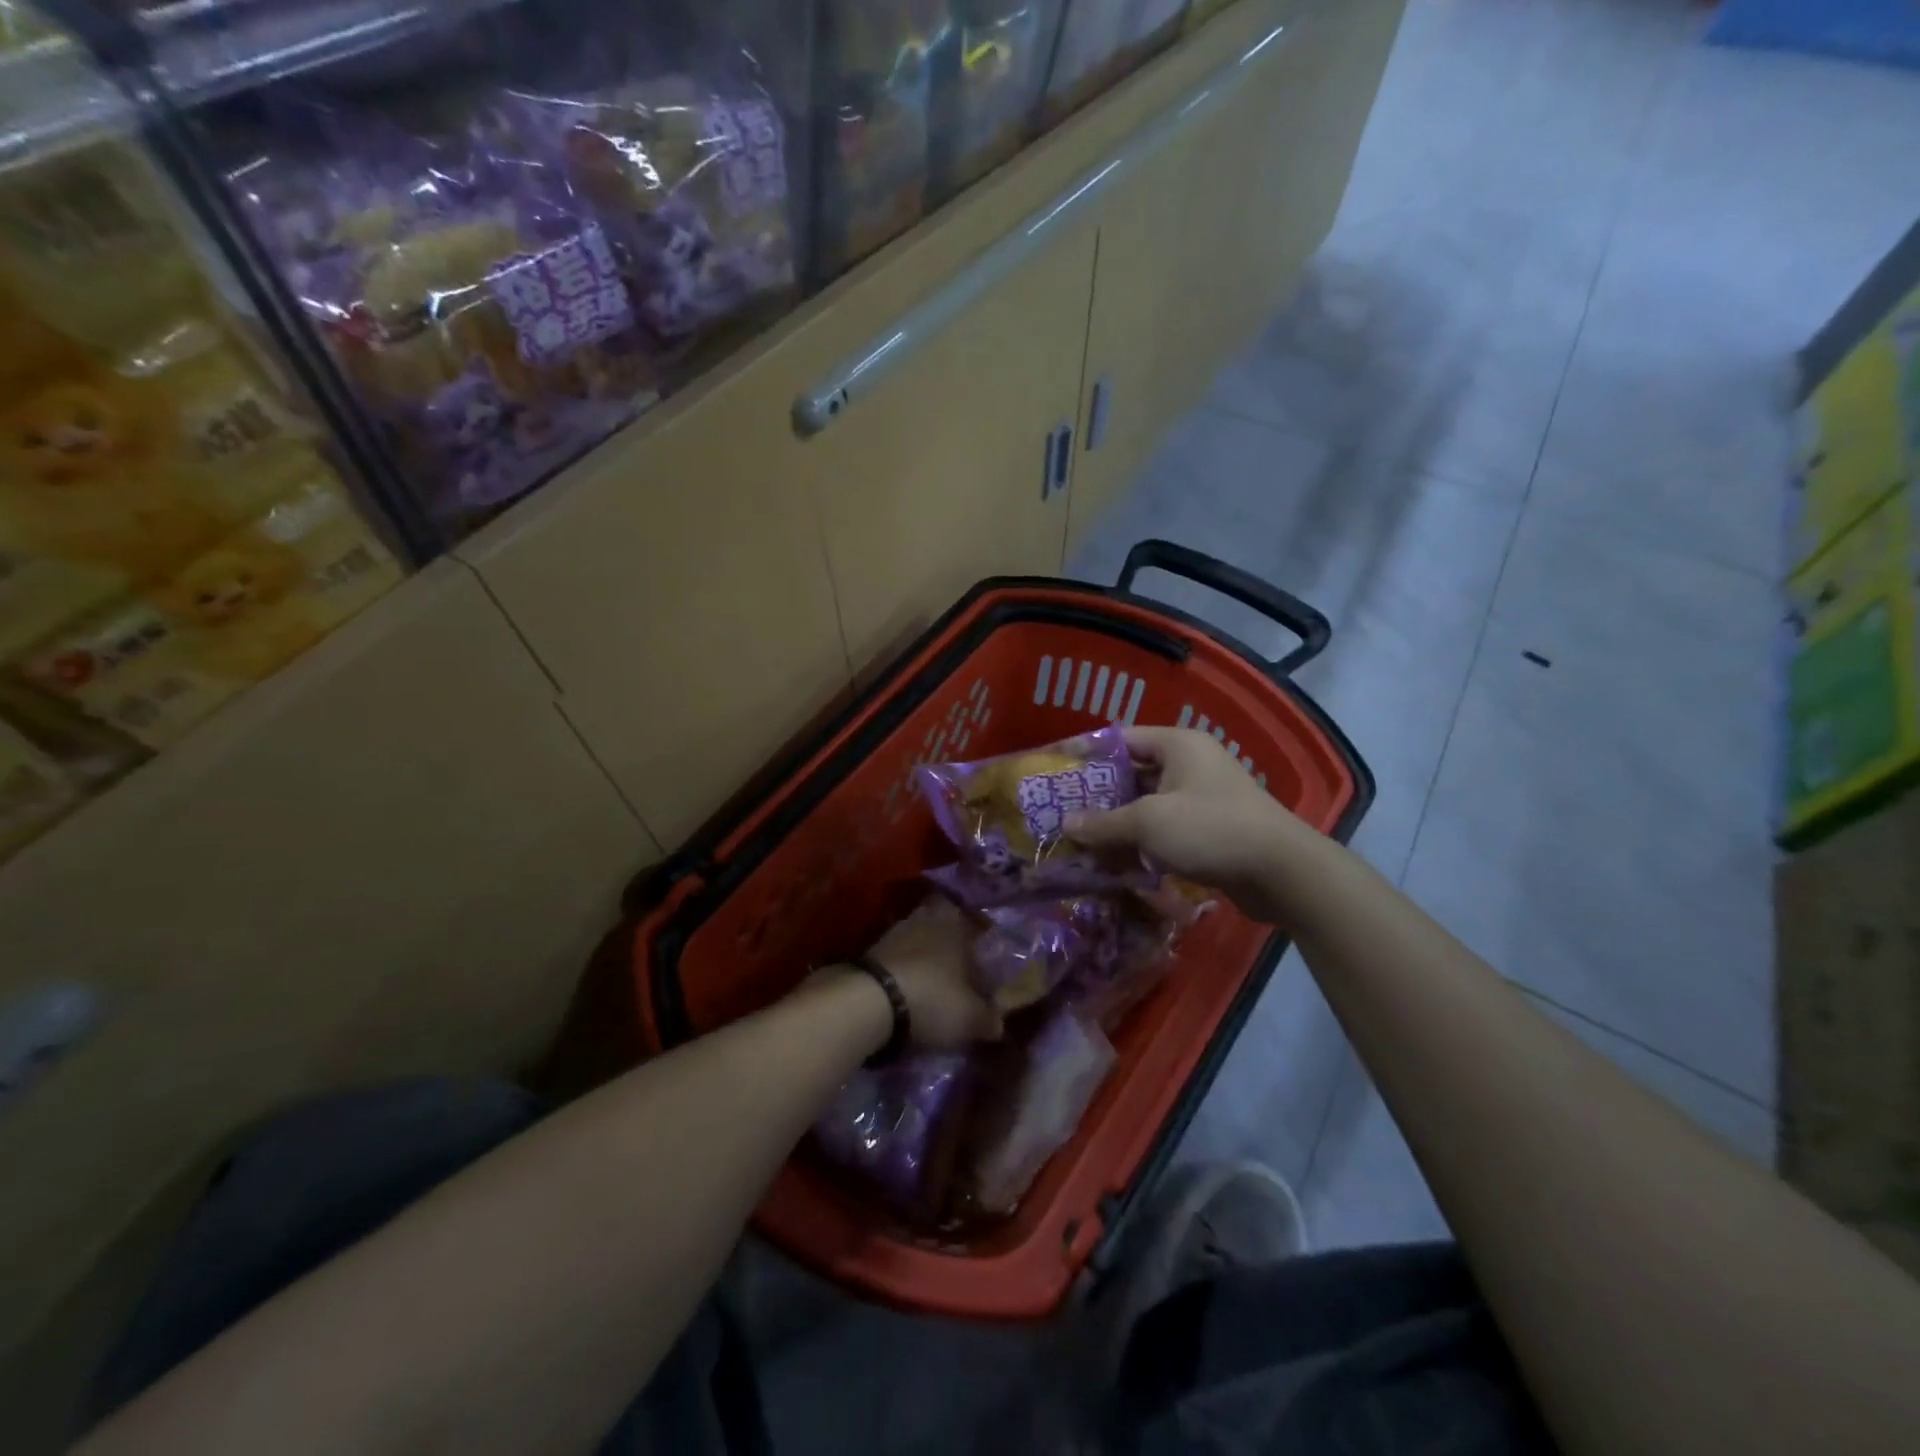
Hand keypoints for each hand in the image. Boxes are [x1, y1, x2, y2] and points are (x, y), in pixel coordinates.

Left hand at [866, 898, 1003, 1049]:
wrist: (868, 1002)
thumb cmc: (933, 999)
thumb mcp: (971, 1018)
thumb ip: (988, 1019)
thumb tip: (997, 1023)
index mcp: (955, 924)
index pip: (973, 925)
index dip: (978, 946)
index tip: (981, 970)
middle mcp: (925, 919)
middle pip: (942, 932)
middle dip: (949, 953)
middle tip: (957, 979)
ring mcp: (894, 933)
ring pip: (917, 945)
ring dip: (924, 965)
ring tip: (931, 993)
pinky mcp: (869, 953)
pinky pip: (896, 962)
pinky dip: (903, 976)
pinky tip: (907, 998)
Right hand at [1066, 727, 1318, 924]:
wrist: (1281, 871)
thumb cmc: (1210, 829)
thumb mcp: (1148, 823)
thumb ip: (1103, 823)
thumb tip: (1066, 825)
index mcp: (1178, 744)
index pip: (1121, 739)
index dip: (1088, 755)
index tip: (1057, 774)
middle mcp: (1190, 763)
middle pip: (1133, 773)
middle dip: (1099, 795)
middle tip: (1063, 812)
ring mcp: (1202, 796)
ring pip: (1148, 804)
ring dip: (1119, 823)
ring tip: (1082, 840)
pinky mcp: (1209, 828)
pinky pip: (1166, 828)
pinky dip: (1142, 841)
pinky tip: (1116, 861)